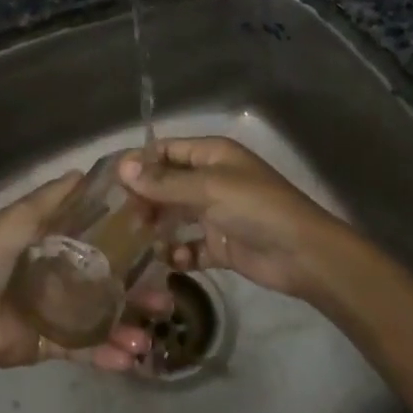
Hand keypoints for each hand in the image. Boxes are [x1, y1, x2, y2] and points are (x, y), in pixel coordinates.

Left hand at [0, 172, 158, 371]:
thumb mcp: (20, 218)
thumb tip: (83, 172)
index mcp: (52, 244)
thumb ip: (51, 198)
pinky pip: (86, 349)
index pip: (98, 240)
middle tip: (165, 297)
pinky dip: (108, 354)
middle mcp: (60, 276)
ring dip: (128, 327)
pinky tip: (131, 357)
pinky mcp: (53, 343)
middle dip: (137, 291)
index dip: (126, 242)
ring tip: (151, 335)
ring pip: (103, 318)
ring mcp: (59, 312)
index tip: (158, 242)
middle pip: (107, 282)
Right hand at [118, 138, 351, 301]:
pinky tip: (168, 261)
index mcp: (212, 156)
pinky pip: (189, 247)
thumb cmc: (255, 208)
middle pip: (167, 185)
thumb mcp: (208, 189)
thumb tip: (123, 167)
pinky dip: (178, 254)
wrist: (302, 254)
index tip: (110, 182)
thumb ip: (164, 182)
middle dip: (144, 199)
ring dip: (156, 227)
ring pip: (175, 217)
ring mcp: (215, 214)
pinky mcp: (220, 245)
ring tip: (132, 241)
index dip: (140, 163)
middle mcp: (211, 180)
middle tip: (117, 218)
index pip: (167, 151)